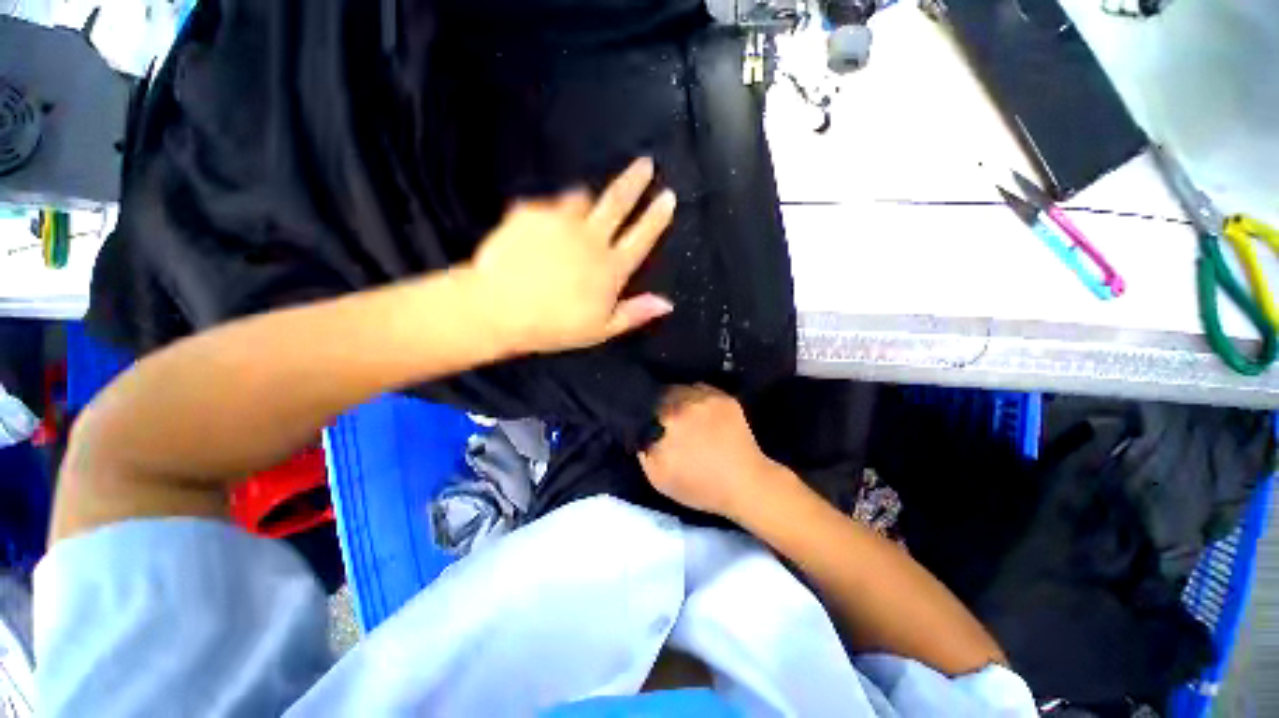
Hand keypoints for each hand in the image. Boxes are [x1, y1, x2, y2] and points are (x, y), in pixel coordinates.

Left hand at [466, 158, 676, 354]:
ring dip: (586, 201)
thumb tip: (667, 304)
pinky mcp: (530, 213)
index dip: (657, 217)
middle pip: (618, 202)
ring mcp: (560, 221)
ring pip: (581, 198)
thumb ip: (635, 313)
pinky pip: (547, 206)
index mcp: (610, 268)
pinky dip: (550, 214)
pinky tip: (540, 230)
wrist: (498, 310)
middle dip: (635, 181)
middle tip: (645, 162)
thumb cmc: (554, 326)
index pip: (642, 237)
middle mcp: (590, 238)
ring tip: (582, 207)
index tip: (668, 196)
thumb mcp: (601, 329)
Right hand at [638, 385, 782, 519]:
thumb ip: (643, 449)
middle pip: (662, 393)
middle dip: (658, 404)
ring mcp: (707, 397)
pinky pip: (700, 389)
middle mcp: (685, 402)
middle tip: (662, 418)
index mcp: (667, 420)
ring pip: (681, 388)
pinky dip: (695, 397)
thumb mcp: (659, 477)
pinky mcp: (724, 397)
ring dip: (676, 398)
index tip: (645, 421)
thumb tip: (639, 430)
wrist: (746, 484)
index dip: (642, 413)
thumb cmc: (700, 486)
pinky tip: (698, 411)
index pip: (644, 406)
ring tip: (680, 412)